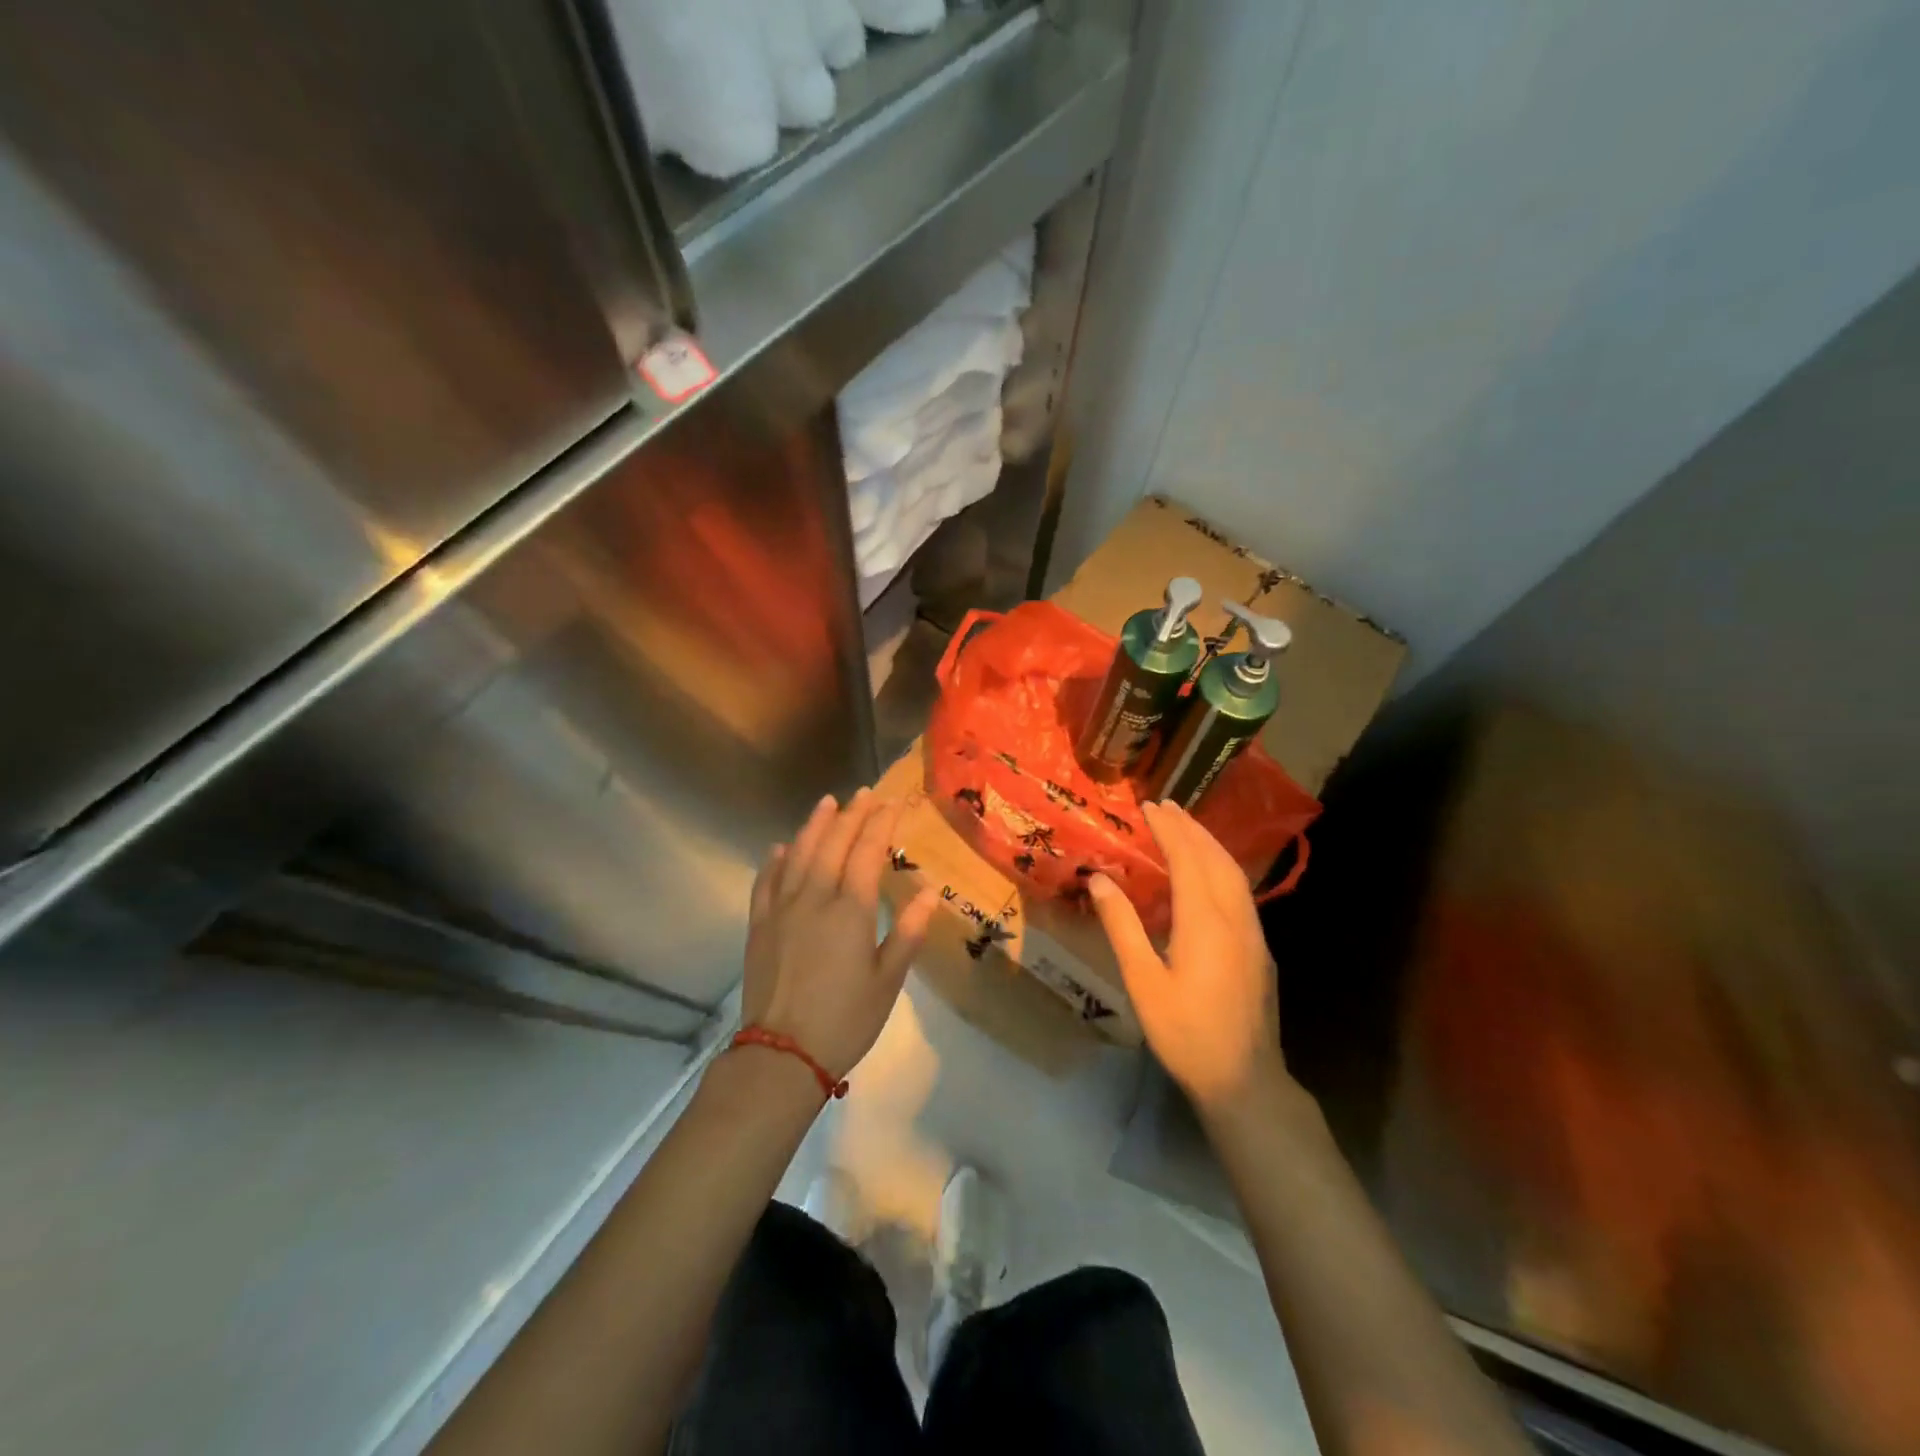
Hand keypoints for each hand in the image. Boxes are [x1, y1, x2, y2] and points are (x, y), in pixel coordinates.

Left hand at [743, 789, 939, 1081]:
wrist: (782, 1054)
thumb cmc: (845, 1020)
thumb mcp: (888, 981)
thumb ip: (907, 932)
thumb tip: (931, 891)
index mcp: (850, 910)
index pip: (866, 852)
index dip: (880, 824)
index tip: (892, 803)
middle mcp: (814, 898)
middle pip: (833, 844)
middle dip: (851, 815)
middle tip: (865, 794)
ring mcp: (782, 910)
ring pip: (799, 855)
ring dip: (814, 826)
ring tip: (826, 802)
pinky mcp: (759, 926)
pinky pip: (766, 883)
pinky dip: (776, 861)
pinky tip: (781, 848)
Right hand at [1088, 800, 1288, 1115]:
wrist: (1244, 1080)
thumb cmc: (1185, 1032)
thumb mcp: (1142, 981)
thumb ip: (1122, 926)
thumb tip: (1099, 879)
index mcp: (1205, 922)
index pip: (1188, 859)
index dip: (1169, 830)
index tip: (1149, 807)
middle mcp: (1235, 918)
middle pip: (1216, 858)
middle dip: (1191, 828)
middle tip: (1166, 805)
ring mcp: (1253, 933)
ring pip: (1234, 873)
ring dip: (1210, 844)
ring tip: (1186, 826)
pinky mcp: (1259, 948)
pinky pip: (1241, 891)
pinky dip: (1221, 867)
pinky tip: (1209, 872)